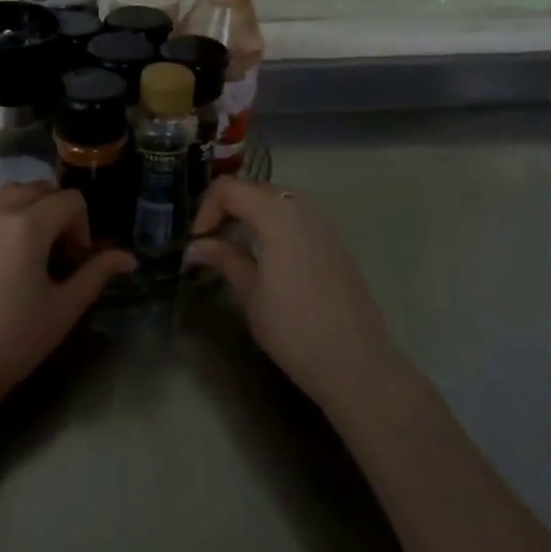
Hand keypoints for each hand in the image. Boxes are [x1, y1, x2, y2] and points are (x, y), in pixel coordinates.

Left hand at [0, 183, 135, 412]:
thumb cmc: (14, 339)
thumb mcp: (64, 308)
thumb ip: (96, 274)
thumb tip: (128, 258)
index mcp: (28, 225)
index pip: (70, 199)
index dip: (83, 227)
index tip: (77, 263)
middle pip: (39, 189)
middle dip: (59, 212)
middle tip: (61, 255)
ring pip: (11, 194)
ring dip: (32, 209)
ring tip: (36, 252)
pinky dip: (8, 219)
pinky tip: (9, 262)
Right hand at [186, 178, 400, 412]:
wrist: (354, 363)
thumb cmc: (292, 328)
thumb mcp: (249, 293)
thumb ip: (224, 259)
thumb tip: (196, 246)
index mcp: (277, 216)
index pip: (230, 188)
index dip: (206, 208)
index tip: (197, 241)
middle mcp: (304, 210)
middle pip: (255, 189)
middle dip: (228, 207)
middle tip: (211, 240)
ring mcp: (325, 226)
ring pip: (279, 201)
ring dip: (251, 214)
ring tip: (235, 247)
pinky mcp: (337, 244)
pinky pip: (298, 219)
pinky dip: (275, 226)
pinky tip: (268, 258)